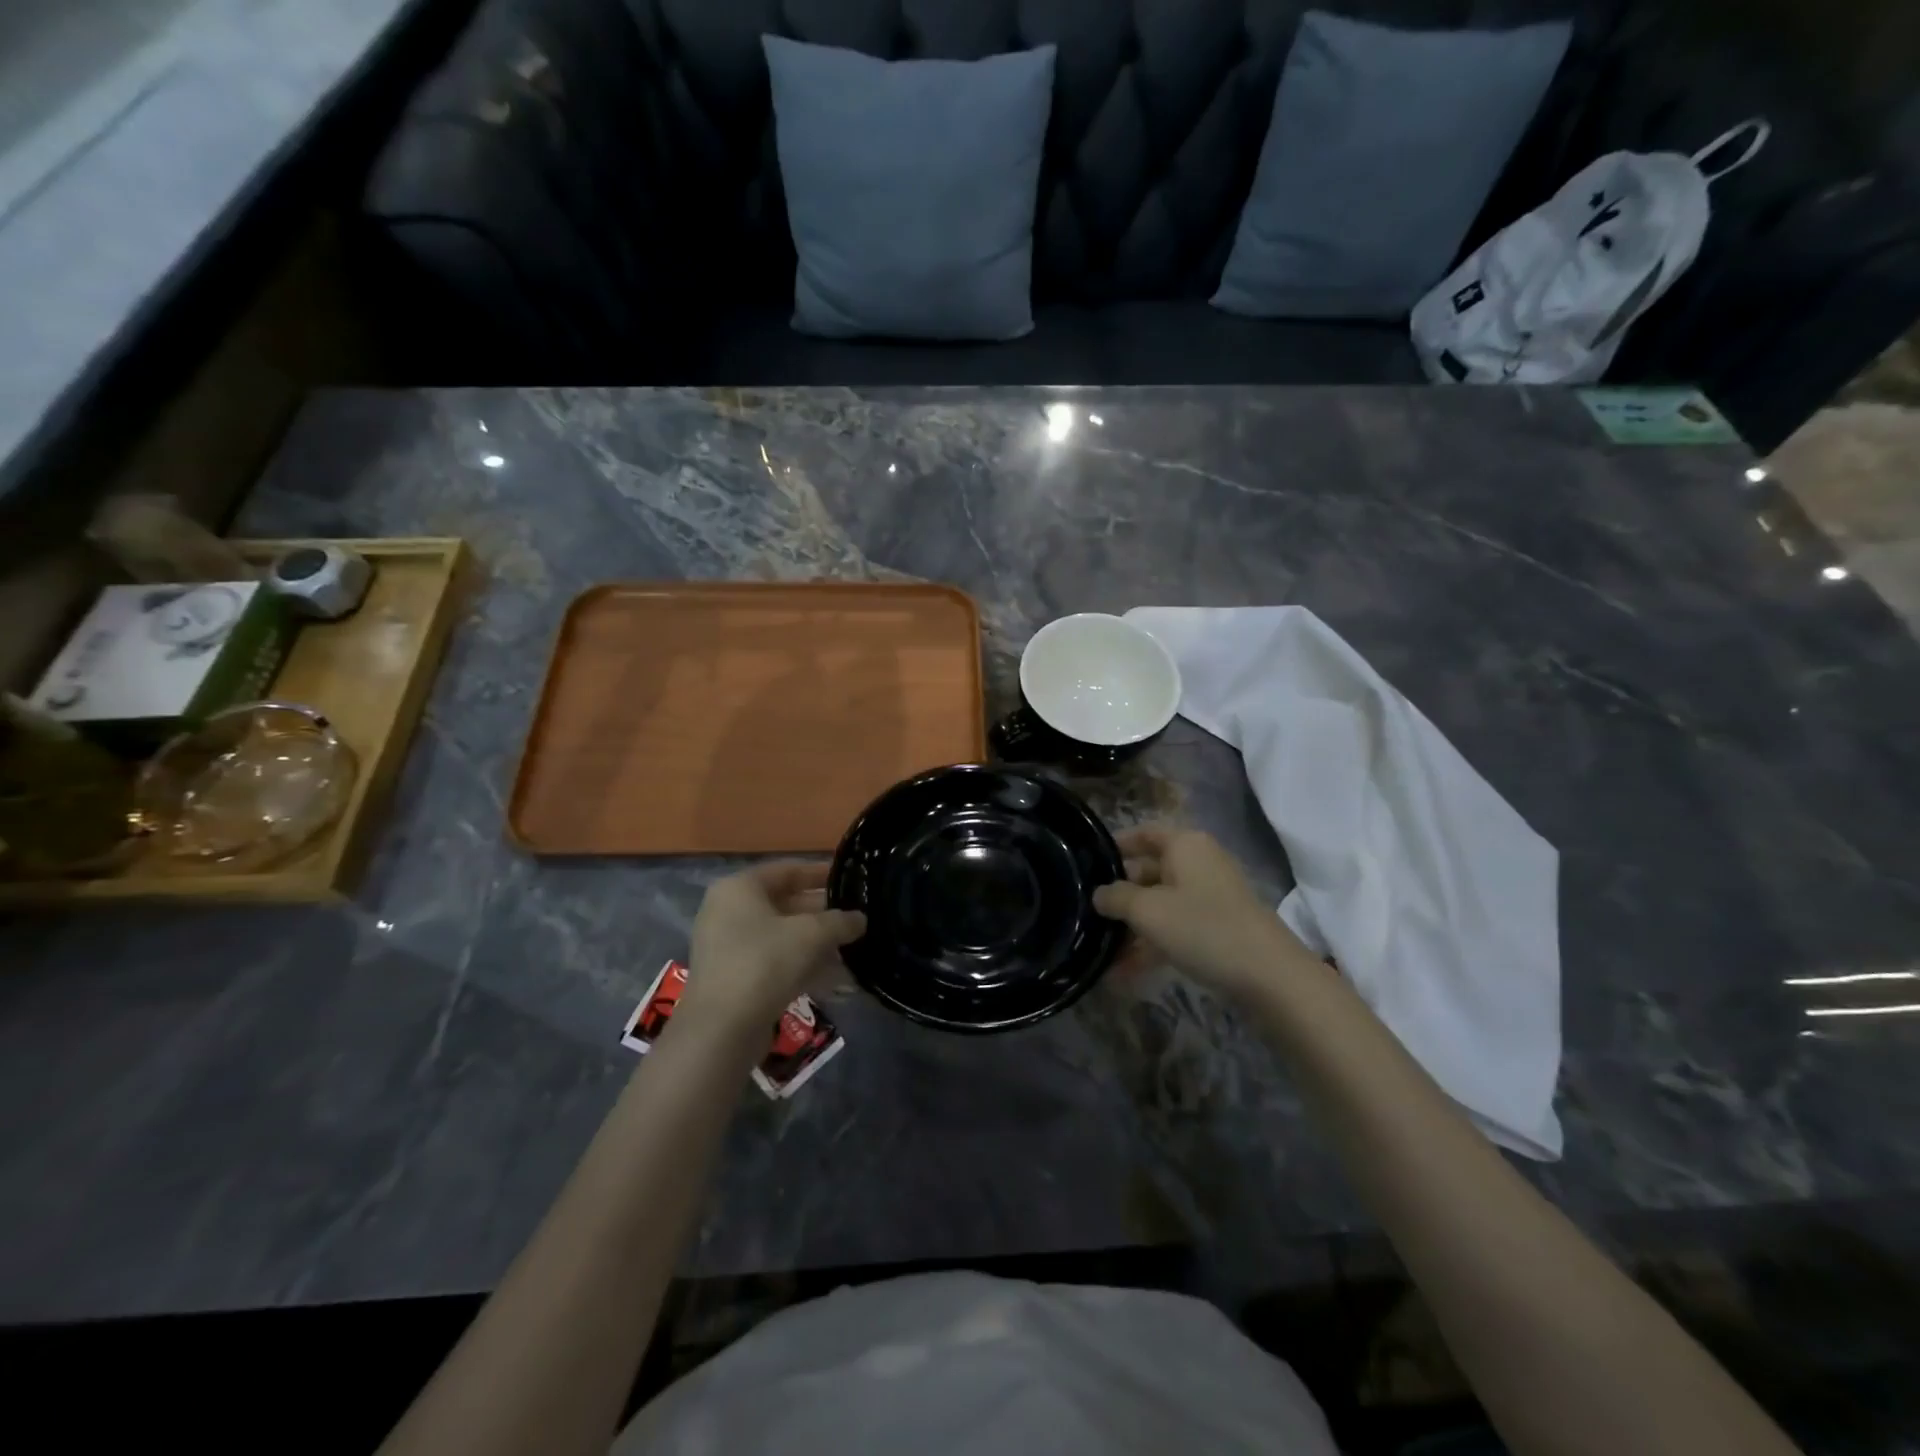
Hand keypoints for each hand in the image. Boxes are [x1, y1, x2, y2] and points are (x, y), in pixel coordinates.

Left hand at [676, 863, 865, 1035]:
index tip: (850, 879)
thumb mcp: (811, 934)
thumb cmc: (764, 963)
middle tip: (857, 918)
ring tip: (854, 950)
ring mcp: (729, 947)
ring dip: (818, 943)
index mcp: (740, 888)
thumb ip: (840, 921)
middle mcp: (729, 912)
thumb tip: (860, 919)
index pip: (787, 870)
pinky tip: (837, 980)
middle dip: (824, 914)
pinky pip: (775, 962)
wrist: (721, 1030)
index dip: (821, 873)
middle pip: (785, 904)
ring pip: (783, 936)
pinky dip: (803, 966)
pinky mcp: (735, 979)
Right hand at [1094, 827, 1314, 998]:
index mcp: (1185, 845)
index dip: (1115, 845)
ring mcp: (1211, 897)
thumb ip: (1116, 898)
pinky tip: (1124, 973)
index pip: (1143, 833)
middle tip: (1087, 913)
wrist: (1270, 976)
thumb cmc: (1203, 928)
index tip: (1087, 863)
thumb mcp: (1147, 911)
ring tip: (1100, 950)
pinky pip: (1176, 928)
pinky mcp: (1218, 928)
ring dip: (1132, 927)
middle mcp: (1199, 863)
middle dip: (1119, 894)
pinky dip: (1152, 944)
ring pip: (1161, 905)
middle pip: (1149, 871)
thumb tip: (1099, 894)